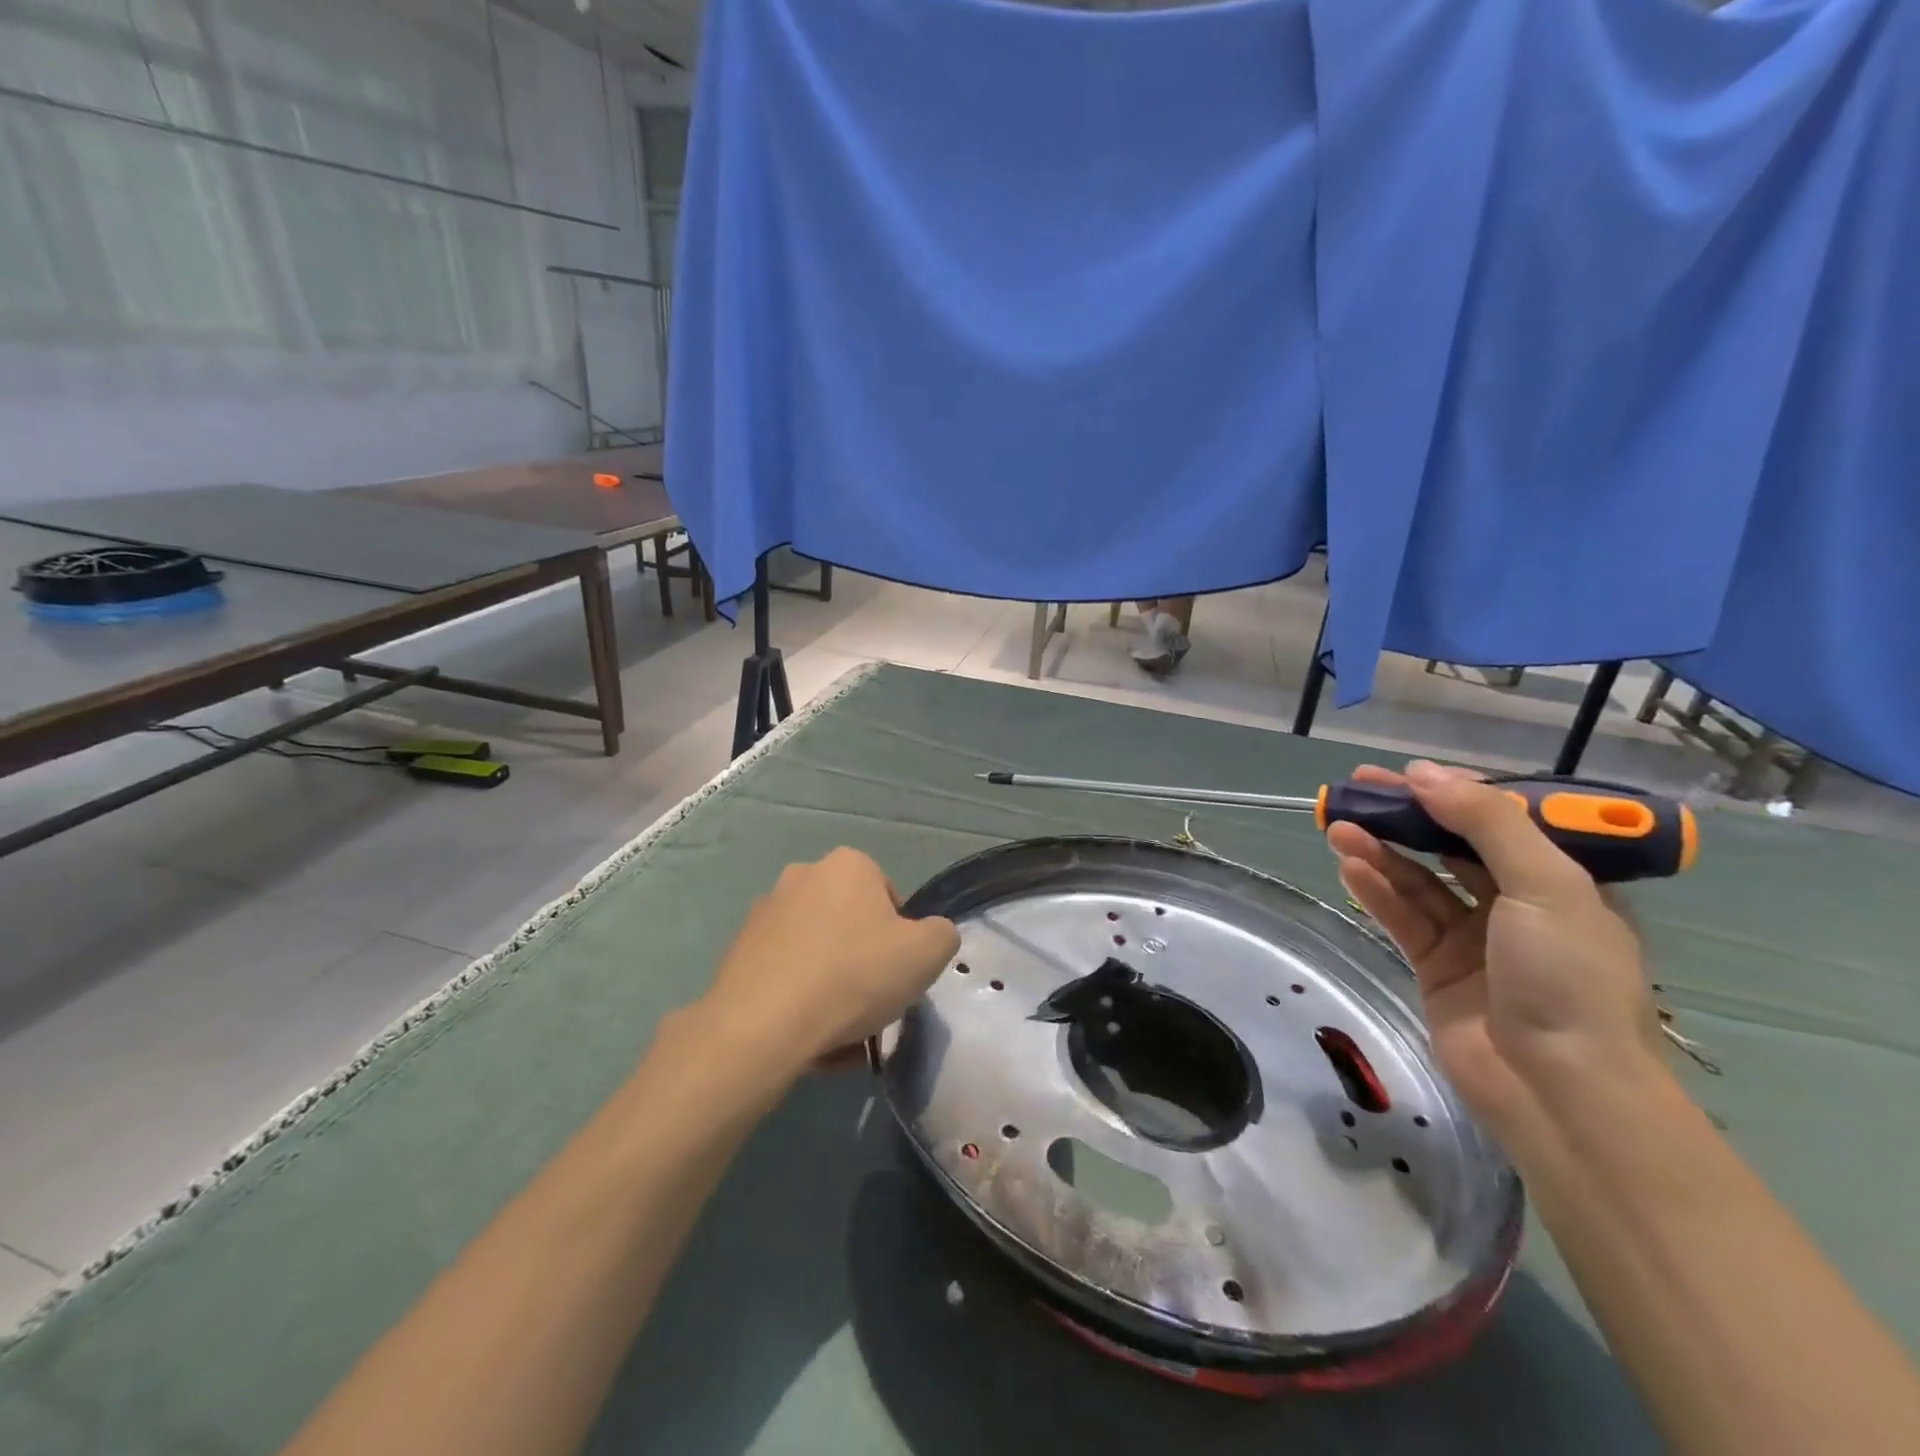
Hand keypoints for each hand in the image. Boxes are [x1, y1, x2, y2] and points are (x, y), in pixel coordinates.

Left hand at [699, 847, 959, 1072]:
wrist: (763, 1025)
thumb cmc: (854, 976)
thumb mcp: (927, 954)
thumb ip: (941, 935)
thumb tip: (929, 936)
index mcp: (848, 865)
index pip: (889, 898)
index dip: (900, 940)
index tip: (897, 975)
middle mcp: (802, 875)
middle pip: (851, 926)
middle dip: (864, 964)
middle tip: (872, 1006)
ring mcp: (765, 912)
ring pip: (818, 954)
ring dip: (833, 988)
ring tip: (841, 1036)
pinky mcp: (739, 950)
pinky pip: (786, 974)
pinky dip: (800, 1001)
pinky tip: (809, 1040)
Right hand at [1326, 760, 1665, 1137]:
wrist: (1557, 1090)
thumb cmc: (1567, 978)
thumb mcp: (1545, 885)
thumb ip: (1486, 823)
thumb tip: (1424, 773)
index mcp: (1562, 882)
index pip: (1502, 820)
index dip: (1453, 792)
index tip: (1406, 774)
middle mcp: (1518, 905)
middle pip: (1451, 845)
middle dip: (1406, 817)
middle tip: (1357, 790)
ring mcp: (1474, 938)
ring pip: (1419, 880)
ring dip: (1381, 851)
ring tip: (1338, 826)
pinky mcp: (1436, 966)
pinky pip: (1402, 916)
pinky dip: (1376, 890)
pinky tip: (1349, 866)